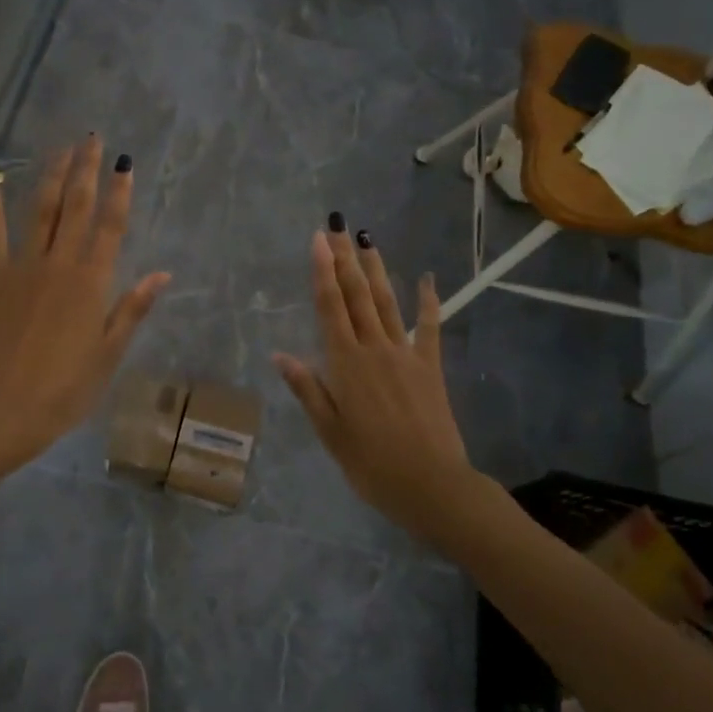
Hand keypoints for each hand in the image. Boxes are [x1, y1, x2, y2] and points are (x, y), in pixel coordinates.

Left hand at [0, 135, 169, 474]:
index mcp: (92, 282)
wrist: (5, 407)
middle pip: (76, 207)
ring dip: (51, 176)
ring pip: (40, 211)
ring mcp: (22, 267)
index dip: (120, 192)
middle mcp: (60, 264)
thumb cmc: (66, 387)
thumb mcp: (109, 353)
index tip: (125, 162)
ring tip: (60, 148)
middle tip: (91, 138)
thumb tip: (162, 274)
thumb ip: (132, 308)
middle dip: (85, 170)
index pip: (111, 226)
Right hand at [273, 226, 482, 551]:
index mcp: (346, 364)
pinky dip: (428, 301)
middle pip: (356, 295)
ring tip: (367, 240)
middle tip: (338, 226)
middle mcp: (374, 349)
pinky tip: (426, 278)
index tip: (318, 240)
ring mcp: (406, 355)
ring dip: (375, 270)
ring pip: (387, 302)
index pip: (330, 307)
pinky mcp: (430, 367)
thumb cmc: (371, 464)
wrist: (432, 485)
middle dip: (345, 259)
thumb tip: (281, 354)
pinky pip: (429, 328)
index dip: (323, 271)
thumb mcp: (330, 432)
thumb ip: (308, 389)